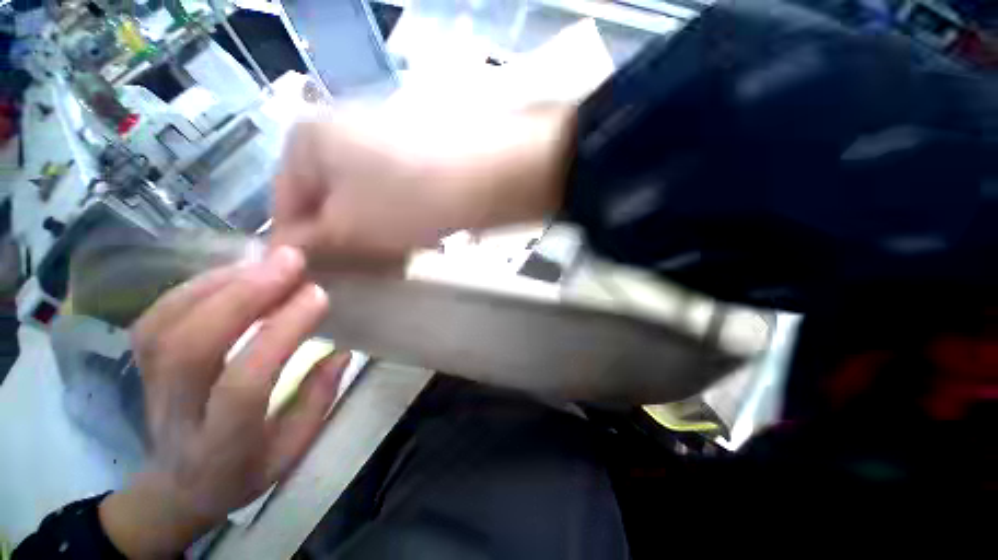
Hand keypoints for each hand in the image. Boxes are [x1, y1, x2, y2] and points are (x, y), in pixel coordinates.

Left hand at [99, 247, 350, 558]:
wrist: (177, 486)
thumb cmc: (244, 470)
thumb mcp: (292, 451)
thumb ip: (316, 401)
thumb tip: (340, 351)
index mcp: (221, 445)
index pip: (243, 384)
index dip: (280, 334)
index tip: (317, 295)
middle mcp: (176, 413)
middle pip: (191, 347)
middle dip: (244, 296)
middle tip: (290, 260)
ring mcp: (147, 385)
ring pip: (166, 324)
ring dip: (220, 283)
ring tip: (268, 260)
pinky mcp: (141, 362)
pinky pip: (158, 314)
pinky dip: (197, 285)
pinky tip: (234, 271)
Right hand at [271, 106, 574, 267]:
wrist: (484, 176)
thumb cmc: (406, 198)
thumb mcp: (348, 226)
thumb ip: (309, 246)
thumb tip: (283, 258)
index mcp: (308, 141)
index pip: (285, 208)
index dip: (301, 252)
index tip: (320, 282)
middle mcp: (341, 137)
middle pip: (329, 209)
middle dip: (347, 247)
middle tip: (368, 273)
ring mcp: (382, 149)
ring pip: (365, 209)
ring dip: (376, 240)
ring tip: (397, 257)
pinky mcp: (415, 164)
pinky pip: (394, 203)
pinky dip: (399, 227)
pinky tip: (417, 239)